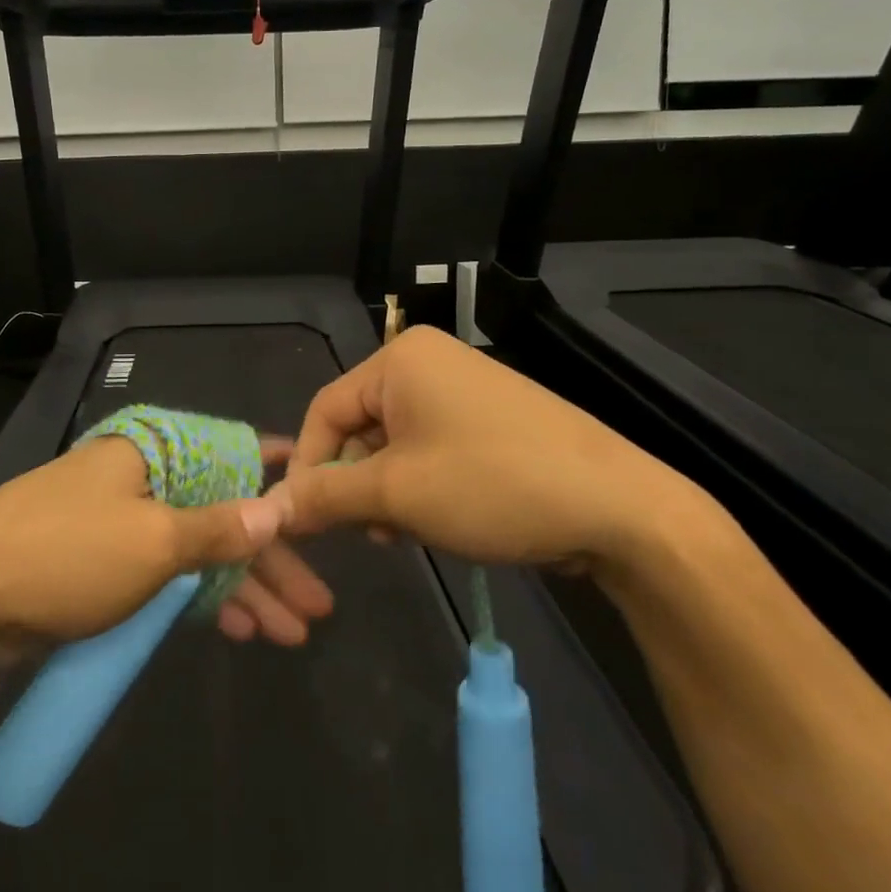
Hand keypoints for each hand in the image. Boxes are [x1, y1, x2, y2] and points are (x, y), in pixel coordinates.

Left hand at [0, 433, 333, 658]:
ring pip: (196, 552)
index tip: (319, 490)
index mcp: (151, 454)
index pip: (228, 450)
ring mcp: (119, 525)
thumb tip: (278, 508)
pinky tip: (238, 629)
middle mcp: (139, 480)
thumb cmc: (65, 554)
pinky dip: (201, 602)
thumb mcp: (152, 541)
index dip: (275, 472)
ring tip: (292, 631)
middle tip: (318, 604)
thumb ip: (219, 528)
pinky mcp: (100, 568)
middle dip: (269, 559)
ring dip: (242, 589)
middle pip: (220, 513)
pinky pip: (166, 578)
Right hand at [277, 326, 704, 577]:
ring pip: (395, 442)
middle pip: (360, 425)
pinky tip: (436, 521)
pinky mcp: (491, 418)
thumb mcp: (397, 493)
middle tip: (367, 532)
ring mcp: (464, 389)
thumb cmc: (492, 484)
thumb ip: (325, 496)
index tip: (306, 520)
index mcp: (400, 359)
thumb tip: (270, 508)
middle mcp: (428, 362)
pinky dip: (422, 484)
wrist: (620, 508)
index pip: (325, 409)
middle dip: (355, 482)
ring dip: (387, 490)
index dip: (310, 466)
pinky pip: (432, 447)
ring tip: (404, 533)